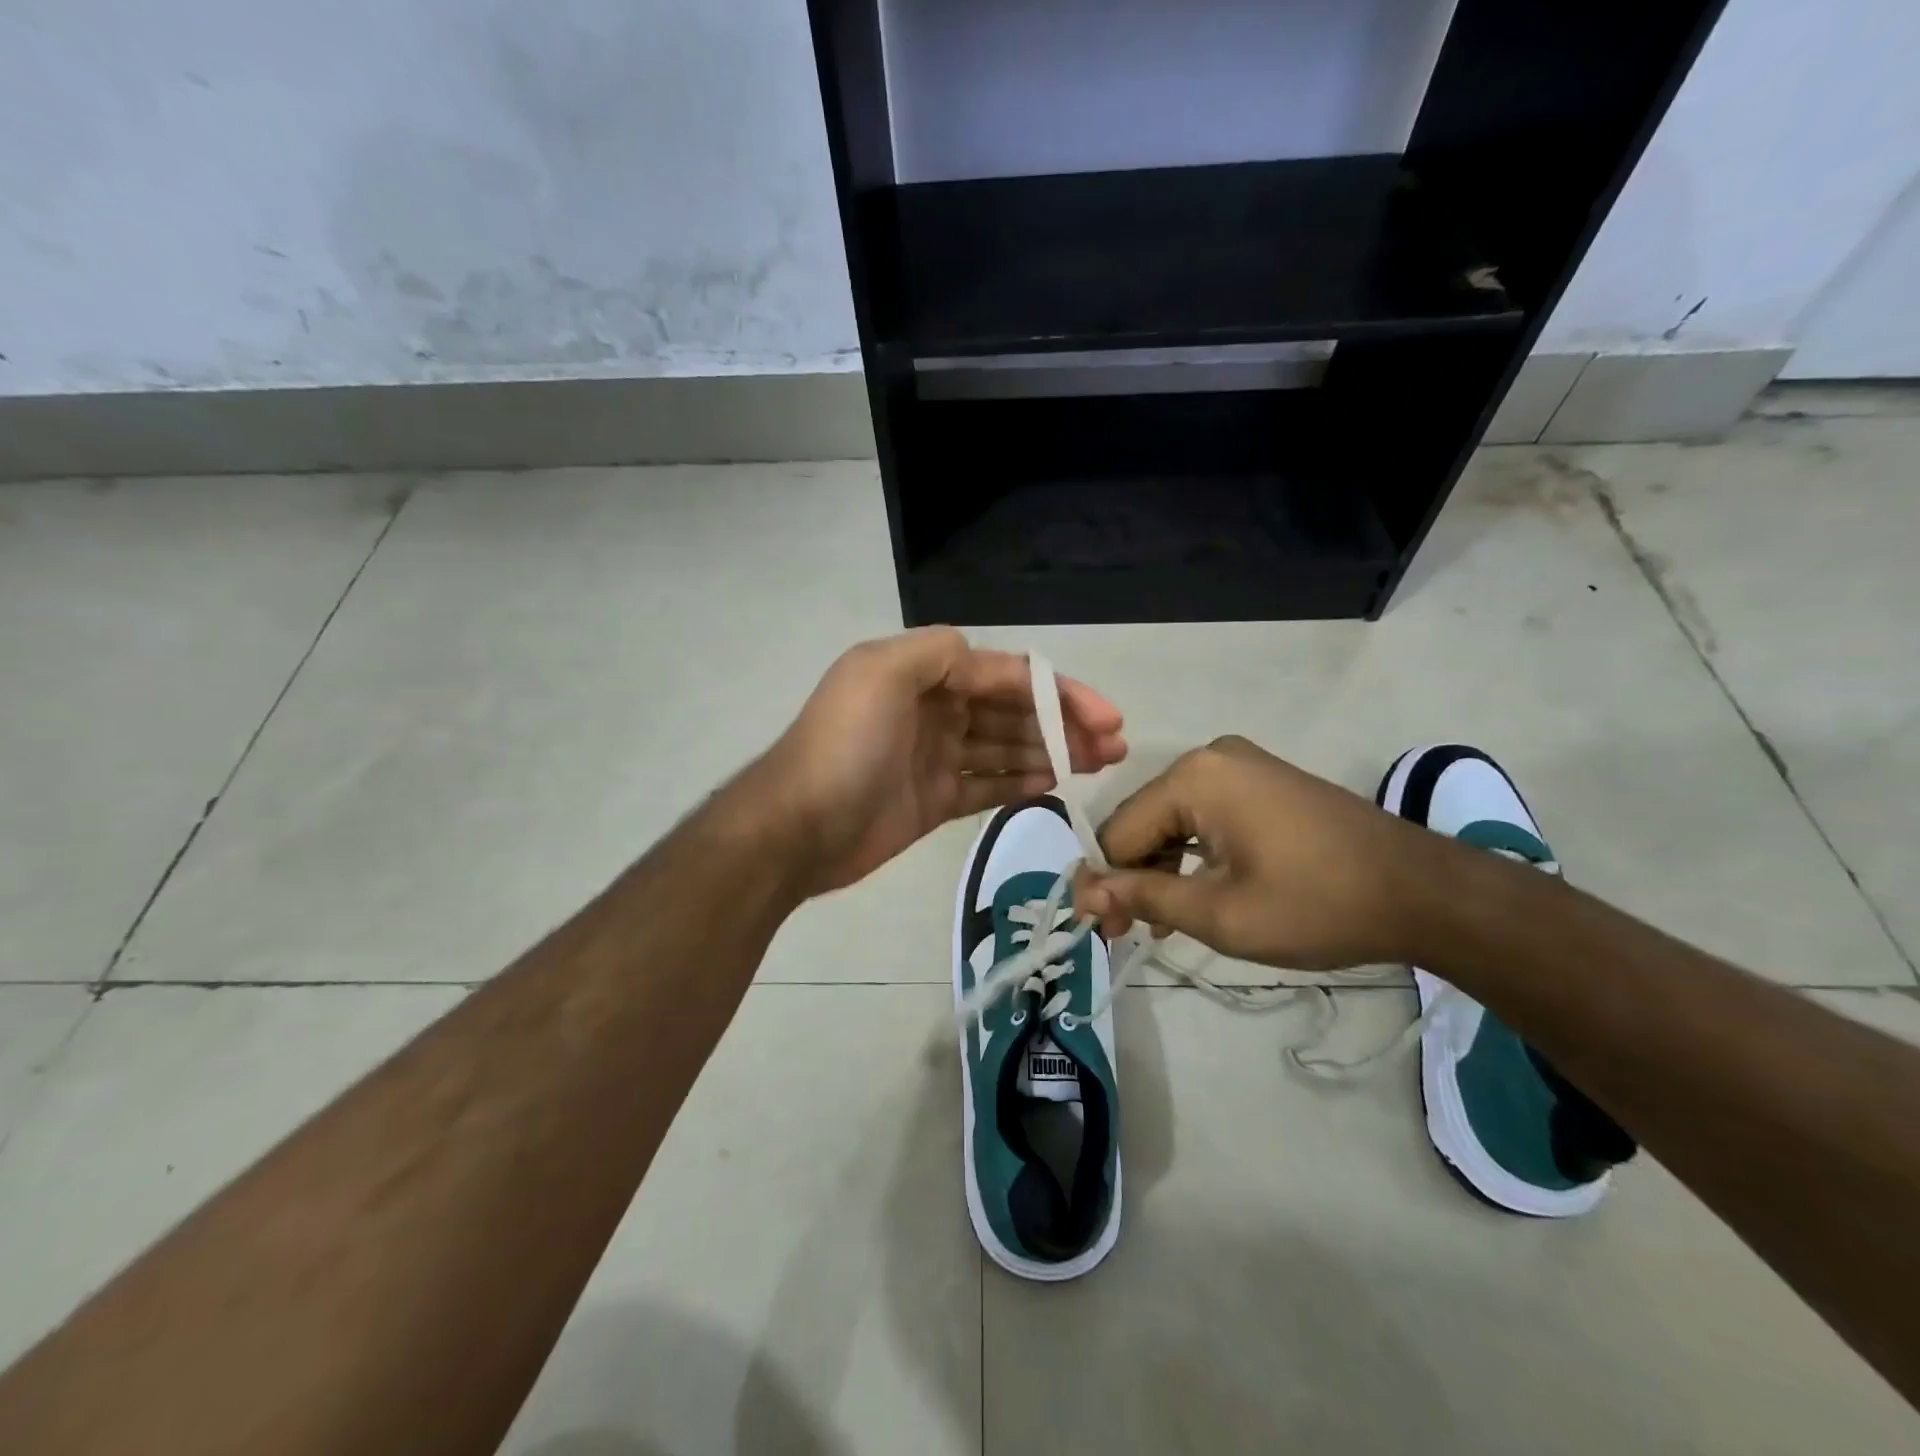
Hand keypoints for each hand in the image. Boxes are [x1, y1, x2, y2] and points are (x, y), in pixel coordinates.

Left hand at [757, 628, 1126, 894]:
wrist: (796, 829)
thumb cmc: (845, 746)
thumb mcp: (881, 674)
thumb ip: (938, 652)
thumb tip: (983, 659)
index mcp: (922, 673)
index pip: (1005, 674)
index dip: (1058, 691)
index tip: (1106, 717)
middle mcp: (932, 709)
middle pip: (1012, 710)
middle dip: (1064, 723)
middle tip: (1114, 747)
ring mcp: (934, 757)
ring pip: (1006, 747)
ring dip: (1053, 751)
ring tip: (1101, 764)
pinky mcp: (934, 800)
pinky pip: (987, 786)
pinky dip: (1021, 782)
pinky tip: (1057, 783)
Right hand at [1073, 736, 1437, 970]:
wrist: (1424, 893)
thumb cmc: (1316, 905)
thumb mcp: (1220, 913)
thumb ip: (1143, 896)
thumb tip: (1083, 893)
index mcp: (1194, 777)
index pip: (1119, 830)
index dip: (1103, 881)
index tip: (1098, 929)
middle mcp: (1210, 759)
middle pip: (1145, 822)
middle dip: (1132, 876)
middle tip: (1127, 933)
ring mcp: (1242, 767)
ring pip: (1174, 822)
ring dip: (1162, 870)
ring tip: (1160, 924)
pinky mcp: (1264, 783)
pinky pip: (1206, 817)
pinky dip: (1194, 856)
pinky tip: (1194, 895)